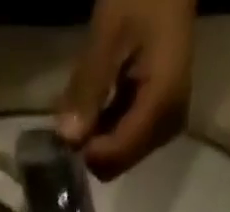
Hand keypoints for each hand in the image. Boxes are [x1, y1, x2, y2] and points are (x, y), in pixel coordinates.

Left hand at [55, 0, 195, 180]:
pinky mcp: (159, 122)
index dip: (86, 150)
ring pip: (117, 156)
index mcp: (162, 106)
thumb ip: (88, 87)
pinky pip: (124, 140)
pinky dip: (104, 127)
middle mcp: (167, 127)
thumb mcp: (109, 31)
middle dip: (89, 144)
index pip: (116, 156)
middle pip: (116, 162)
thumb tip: (67, 140)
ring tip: (82, 99)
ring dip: (95, 135)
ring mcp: (165, 127)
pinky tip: (95, 102)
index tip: (62, 129)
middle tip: (70, 109)